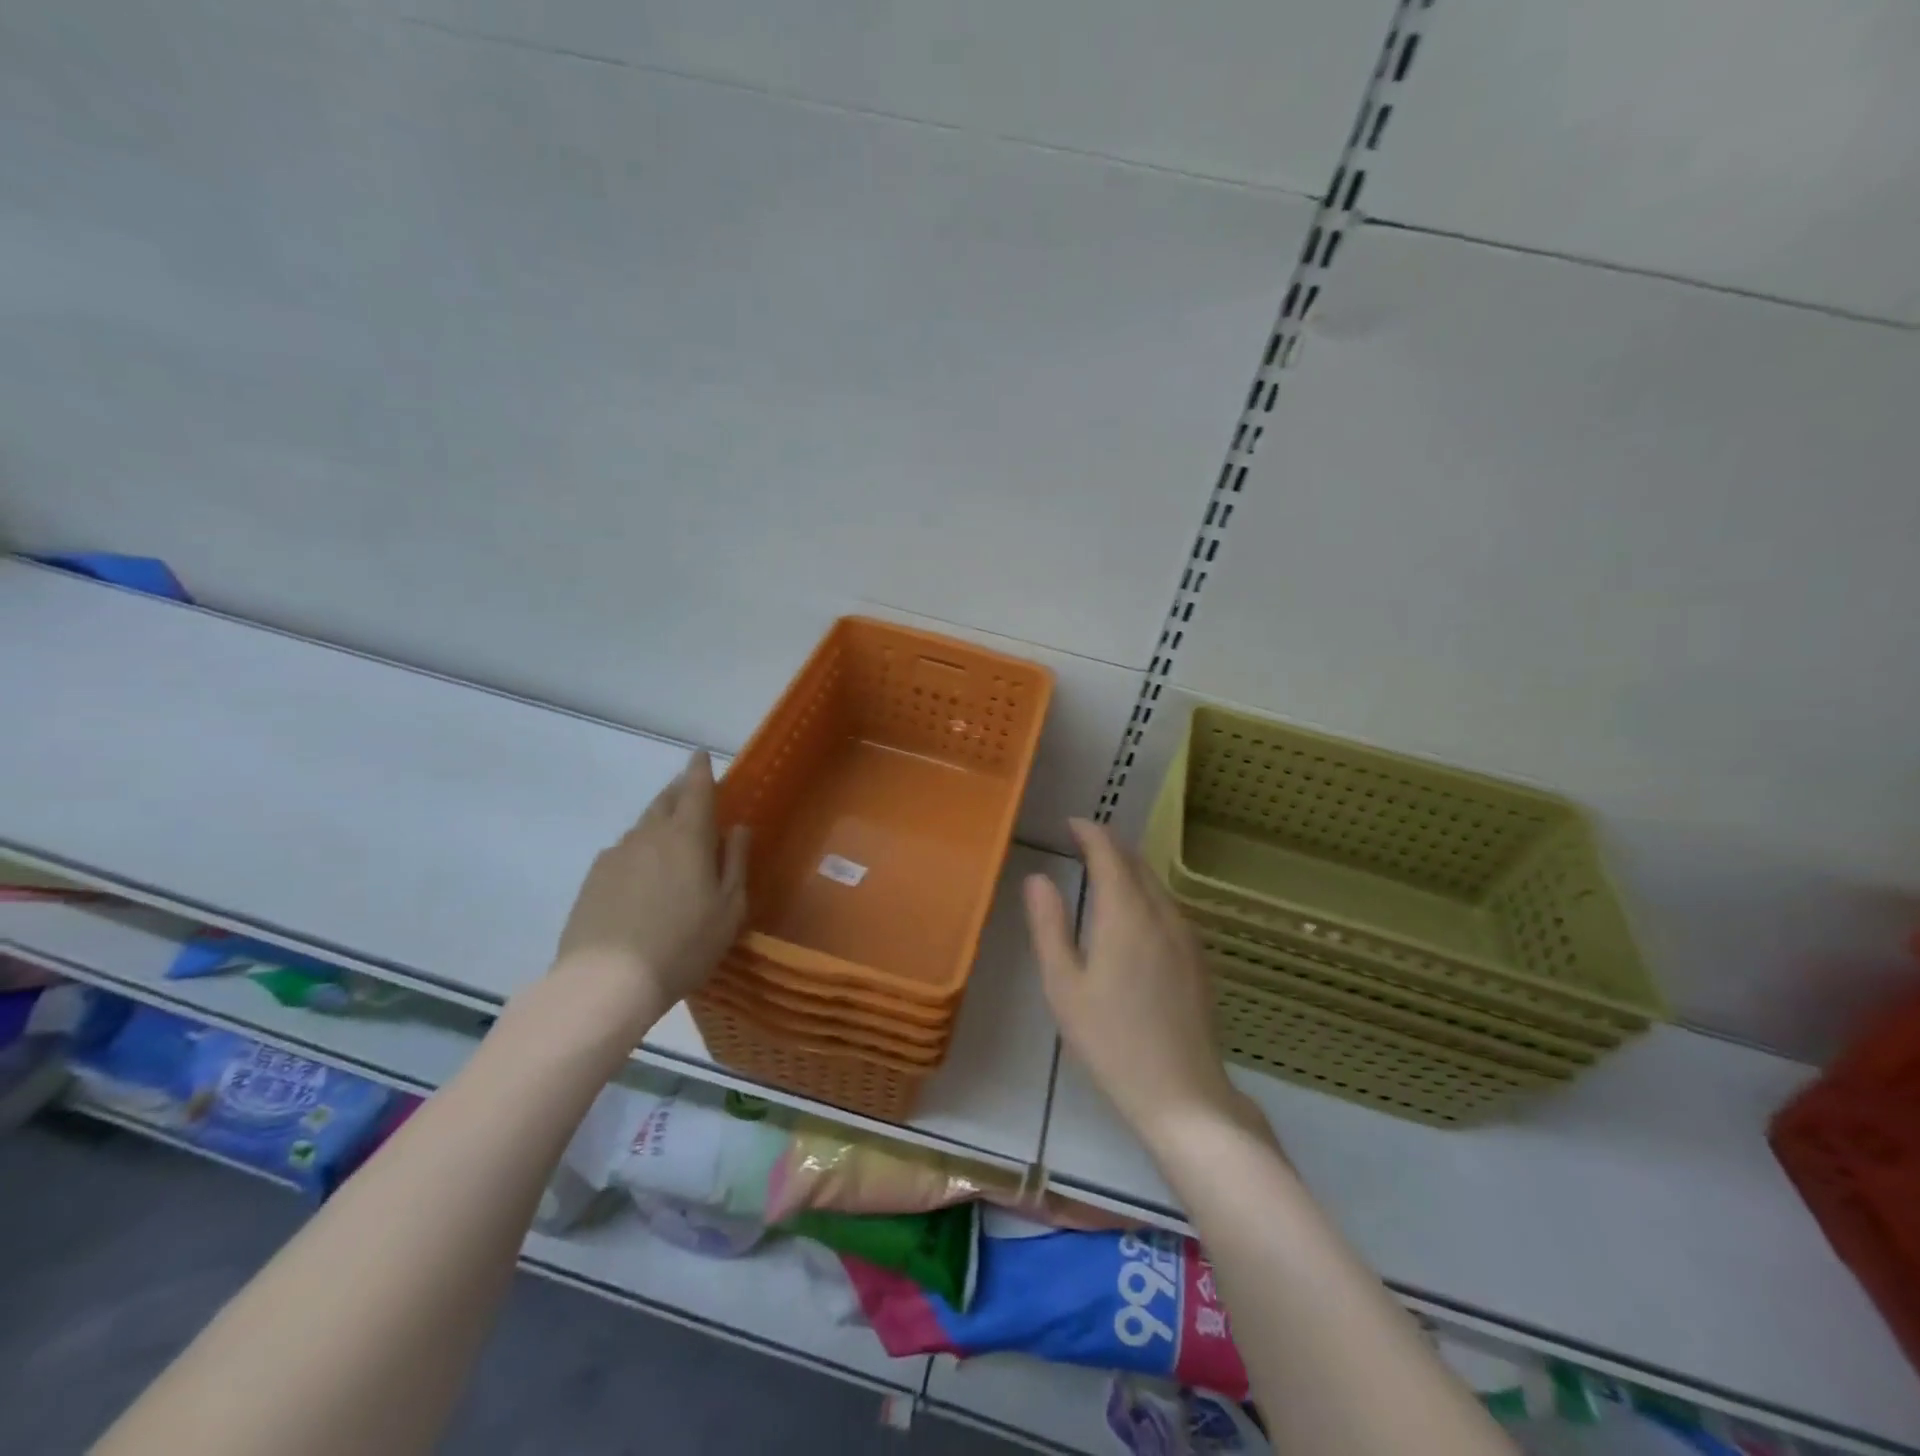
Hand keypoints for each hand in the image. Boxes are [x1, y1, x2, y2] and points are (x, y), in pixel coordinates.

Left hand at [554, 751, 748, 1031]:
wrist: (607, 982)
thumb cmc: (683, 944)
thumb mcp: (729, 908)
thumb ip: (736, 862)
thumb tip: (738, 828)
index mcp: (688, 836)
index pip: (696, 787)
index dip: (700, 769)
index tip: (701, 755)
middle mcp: (649, 834)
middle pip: (665, 800)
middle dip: (680, 790)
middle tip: (692, 793)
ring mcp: (616, 855)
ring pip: (643, 827)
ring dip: (660, 823)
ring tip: (672, 843)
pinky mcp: (593, 879)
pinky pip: (623, 852)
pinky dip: (639, 852)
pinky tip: (643, 878)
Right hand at [1025, 819, 1248, 1151]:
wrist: (1183, 1095)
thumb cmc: (1111, 1041)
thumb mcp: (1064, 986)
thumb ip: (1049, 926)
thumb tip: (1037, 877)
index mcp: (1125, 914)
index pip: (1109, 853)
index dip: (1090, 832)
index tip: (1070, 822)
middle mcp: (1161, 914)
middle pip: (1136, 863)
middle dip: (1109, 844)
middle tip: (1081, 840)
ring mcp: (1185, 937)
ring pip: (1155, 884)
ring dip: (1128, 866)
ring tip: (1102, 867)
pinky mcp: (1198, 959)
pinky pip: (1167, 905)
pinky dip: (1145, 890)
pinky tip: (1133, 910)